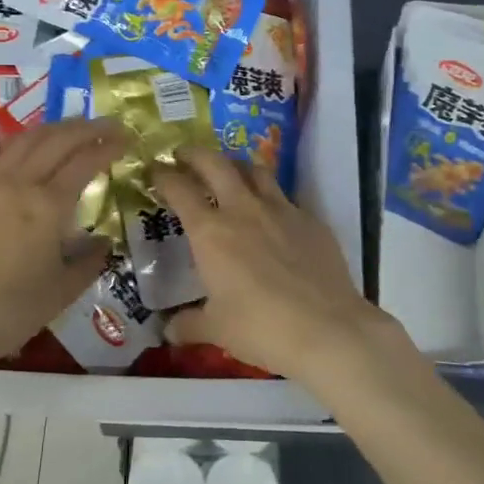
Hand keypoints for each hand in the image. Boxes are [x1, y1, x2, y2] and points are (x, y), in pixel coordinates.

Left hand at [0, 119, 125, 370]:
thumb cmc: (12, 311)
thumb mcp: (64, 290)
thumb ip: (90, 260)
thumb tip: (102, 241)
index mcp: (48, 206)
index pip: (85, 161)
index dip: (108, 146)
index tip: (127, 139)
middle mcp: (19, 184)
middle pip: (57, 139)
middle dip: (87, 128)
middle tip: (109, 125)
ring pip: (26, 139)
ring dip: (55, 128)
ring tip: (76, 127)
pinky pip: (3, 154)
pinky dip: (27, 142)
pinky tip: (35, 148)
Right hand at [152, 149, 411, 384]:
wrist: (328, 329)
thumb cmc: (261, 328)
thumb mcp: (216, 330)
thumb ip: (189, 324)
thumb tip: (168, 330)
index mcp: (211, 231)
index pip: (179, 189)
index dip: (163, 175)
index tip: (155, 170)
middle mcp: (243, 209)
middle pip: (215, 163)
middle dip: (194, 154)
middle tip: (183, 155)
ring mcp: (281, 210)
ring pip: (255, 170)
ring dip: (235, 165)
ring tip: (228, 172)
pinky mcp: (311, 220)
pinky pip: (285, 197)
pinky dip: (270, 197)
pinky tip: (271, 215)